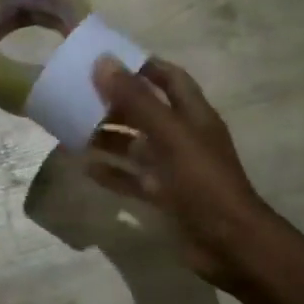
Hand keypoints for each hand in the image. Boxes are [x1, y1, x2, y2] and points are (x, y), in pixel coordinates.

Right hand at [86, 57, 274, 294]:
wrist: (230, 244)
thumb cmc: (203, 182)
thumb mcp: (170, 135)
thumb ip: (137, 100)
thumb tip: (104, 62)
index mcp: (194, 115)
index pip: (169, 78)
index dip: (143, 66)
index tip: (107, 59)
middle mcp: (184, 137)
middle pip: (147, 110)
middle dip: (116, 101)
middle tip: (79, 94)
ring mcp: (174, 168)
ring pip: (136, 145)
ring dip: (108, 136)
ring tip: (72, 129)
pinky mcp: (164, 196)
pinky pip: (132, 179)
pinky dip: (111, 172)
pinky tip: (85, 168)